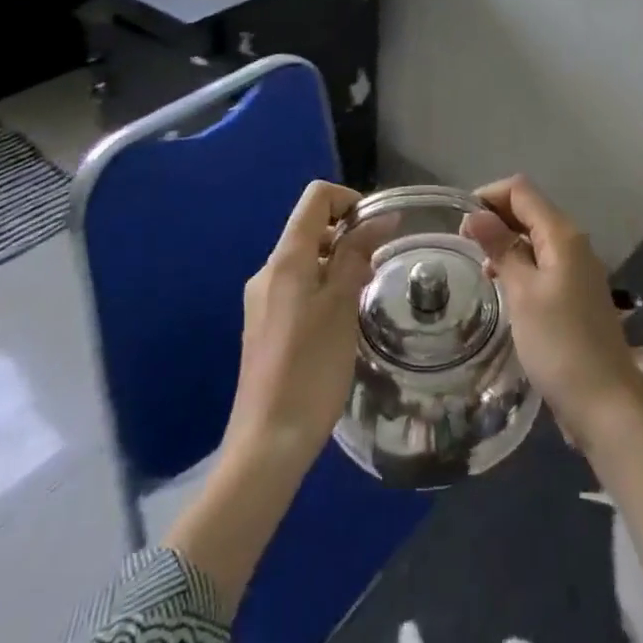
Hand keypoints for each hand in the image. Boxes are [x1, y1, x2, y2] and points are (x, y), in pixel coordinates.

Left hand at [224, 179, 370, 467]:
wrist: (267, 443)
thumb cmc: (311, 367)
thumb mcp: (342, 305)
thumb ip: (357, 254)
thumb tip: (380, 217)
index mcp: (285, 258)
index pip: (316, 198)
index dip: (350, 201)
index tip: (377, 231)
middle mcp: (268, 270)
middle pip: (311, 227)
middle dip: (348, 236)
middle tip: (377, 269)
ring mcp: (262, 300)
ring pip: (306, 260)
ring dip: (338, 265)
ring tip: (363, 297)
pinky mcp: (264, 326)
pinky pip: (298, 288)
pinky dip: (324, 289)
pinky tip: (341, 324)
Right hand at [468, 176, 642, 614]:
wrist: (607, 407)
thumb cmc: (560, 344)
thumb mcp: (522, 293)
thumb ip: (500, 247)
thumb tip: (475, 213)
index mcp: (562, 234)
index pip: (521, 190)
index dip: (488, 196)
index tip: (460, 223)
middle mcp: (573, 243)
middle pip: (529, 210)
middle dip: (495, 218)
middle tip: (463, 246)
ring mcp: (578, 269)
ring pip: (534, 237)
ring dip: (505, 243)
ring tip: (479, 267)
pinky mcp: (576, 294)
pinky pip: (543, 263)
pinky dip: (520, 265)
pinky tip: (502, 288)